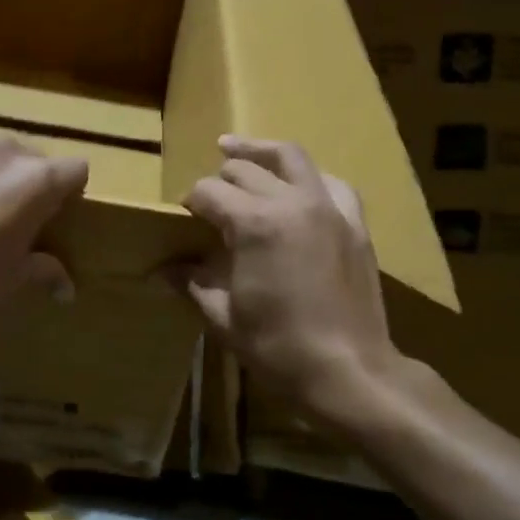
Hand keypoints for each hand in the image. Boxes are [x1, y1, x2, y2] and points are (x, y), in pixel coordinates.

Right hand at [177, 136, 397, 417]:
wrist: (349, 370)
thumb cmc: (279, 347)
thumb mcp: (225, 318)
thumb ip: (194, 283)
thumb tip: (165, 269)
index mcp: (254, 223)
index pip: (209, 192)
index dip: (191, 202)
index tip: (184, 218)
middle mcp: (291, 202)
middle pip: (245, 170)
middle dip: (220, 180)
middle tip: (210, 201)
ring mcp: (328, 208)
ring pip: (290, 157)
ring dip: (260, 152)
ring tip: (236, 149)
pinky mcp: (354, 223)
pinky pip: (331, 183)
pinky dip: (308, 178)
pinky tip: (297, 186)